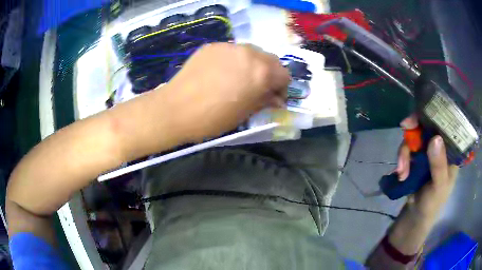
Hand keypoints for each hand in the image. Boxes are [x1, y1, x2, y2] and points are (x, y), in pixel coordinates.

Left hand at [160, 43, 289, 141]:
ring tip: (239, 78)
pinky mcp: (213, 46)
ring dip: (253, 64)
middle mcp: (249, 53)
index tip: (273, 97)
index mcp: (262, 72)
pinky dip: (234, 60)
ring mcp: (229, 46)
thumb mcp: (245, 113)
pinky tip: (221, 72)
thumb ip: (265, 101)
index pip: (284, 75)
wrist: (176, 109)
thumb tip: (276, 98)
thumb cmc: (213, 118)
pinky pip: (232, 51)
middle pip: (270, 59)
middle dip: (269, 73)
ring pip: (252, 52)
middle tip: (258, 87)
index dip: (281, 88)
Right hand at [396, 115, 458, 219]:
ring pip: (414, 137)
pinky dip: (402, 159)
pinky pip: (407, 149)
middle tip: (404, 128)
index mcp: (451, 150)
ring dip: (405, 151)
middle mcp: (440, 146)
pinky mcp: (416, 157)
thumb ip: (439, 165)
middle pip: (427, 126)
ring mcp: (427, 151)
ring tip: (402, 171)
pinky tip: (401, 173)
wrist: (417, 214)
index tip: (421, 114)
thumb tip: (435, 138)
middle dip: (414, 130)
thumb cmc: (434, 202)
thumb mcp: (439, 186)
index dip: (434, 114)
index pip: (445, 124)